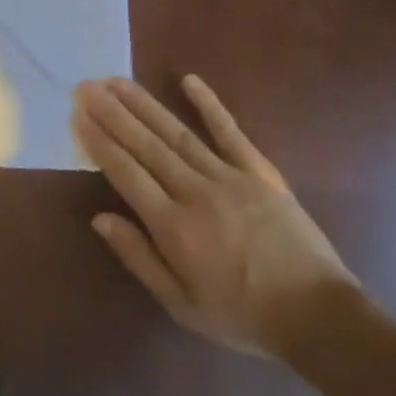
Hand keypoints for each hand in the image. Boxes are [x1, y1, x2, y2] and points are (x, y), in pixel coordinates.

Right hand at [72, 76, 358, 358]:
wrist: (316, 314)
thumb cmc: (242, 315)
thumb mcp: (182, 304)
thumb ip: (139, 257)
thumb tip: (100, 218)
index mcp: (173, 226)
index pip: (126, 173)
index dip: (99, 142)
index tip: (78, 115)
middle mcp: (195, 191)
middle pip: (145, 145)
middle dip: (113, 113)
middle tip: (87, 86)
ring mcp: (229, 176)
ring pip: (177, 132)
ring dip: (144, 104)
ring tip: (118, 81)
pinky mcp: (259, 171)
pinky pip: (229, 132)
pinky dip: (209, 104)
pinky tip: (189, 80)